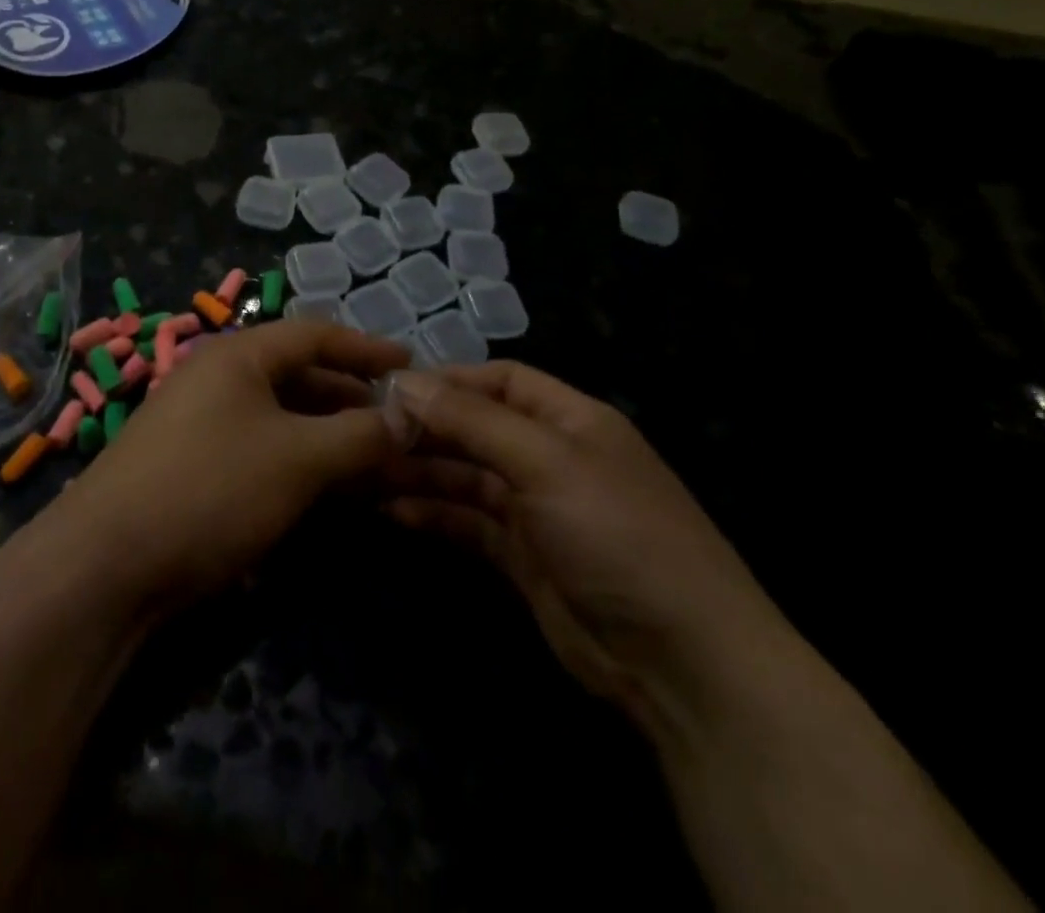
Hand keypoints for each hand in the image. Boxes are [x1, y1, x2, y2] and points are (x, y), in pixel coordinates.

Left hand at [46, 322, 409, 614]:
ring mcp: (201, 422)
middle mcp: (217, 378)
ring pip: (280, 417)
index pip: (314, 334)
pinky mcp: (193, 465)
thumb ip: (359, 434)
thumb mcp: (298, 457)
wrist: (108, 563)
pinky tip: (326, 490)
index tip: (411, 364)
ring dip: (327, 435)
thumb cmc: (211, 488)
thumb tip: (409, 416)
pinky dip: (297, 461)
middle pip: (298, 375)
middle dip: (351, 398)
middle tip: (400, 424)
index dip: (366, 347)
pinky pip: (260, 448)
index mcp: (238, 356)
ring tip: (374, 461)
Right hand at [378, 363, 794, 730]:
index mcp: (569, 419)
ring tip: (363, 472)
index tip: (389, 389)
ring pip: (465, 475)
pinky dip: (432, 514)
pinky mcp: (521, 557)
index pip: (499, 380)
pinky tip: (392, 512)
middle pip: (475, 427)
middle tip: (362, 434)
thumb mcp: (545, 462)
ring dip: (418, 471)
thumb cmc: (616, 535)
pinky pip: (467, 521)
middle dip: (423, 428)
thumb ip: (472, 420)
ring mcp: (536, 509)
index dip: (447, 380)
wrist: (681, 663)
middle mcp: (550, 456)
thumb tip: (404, 383)